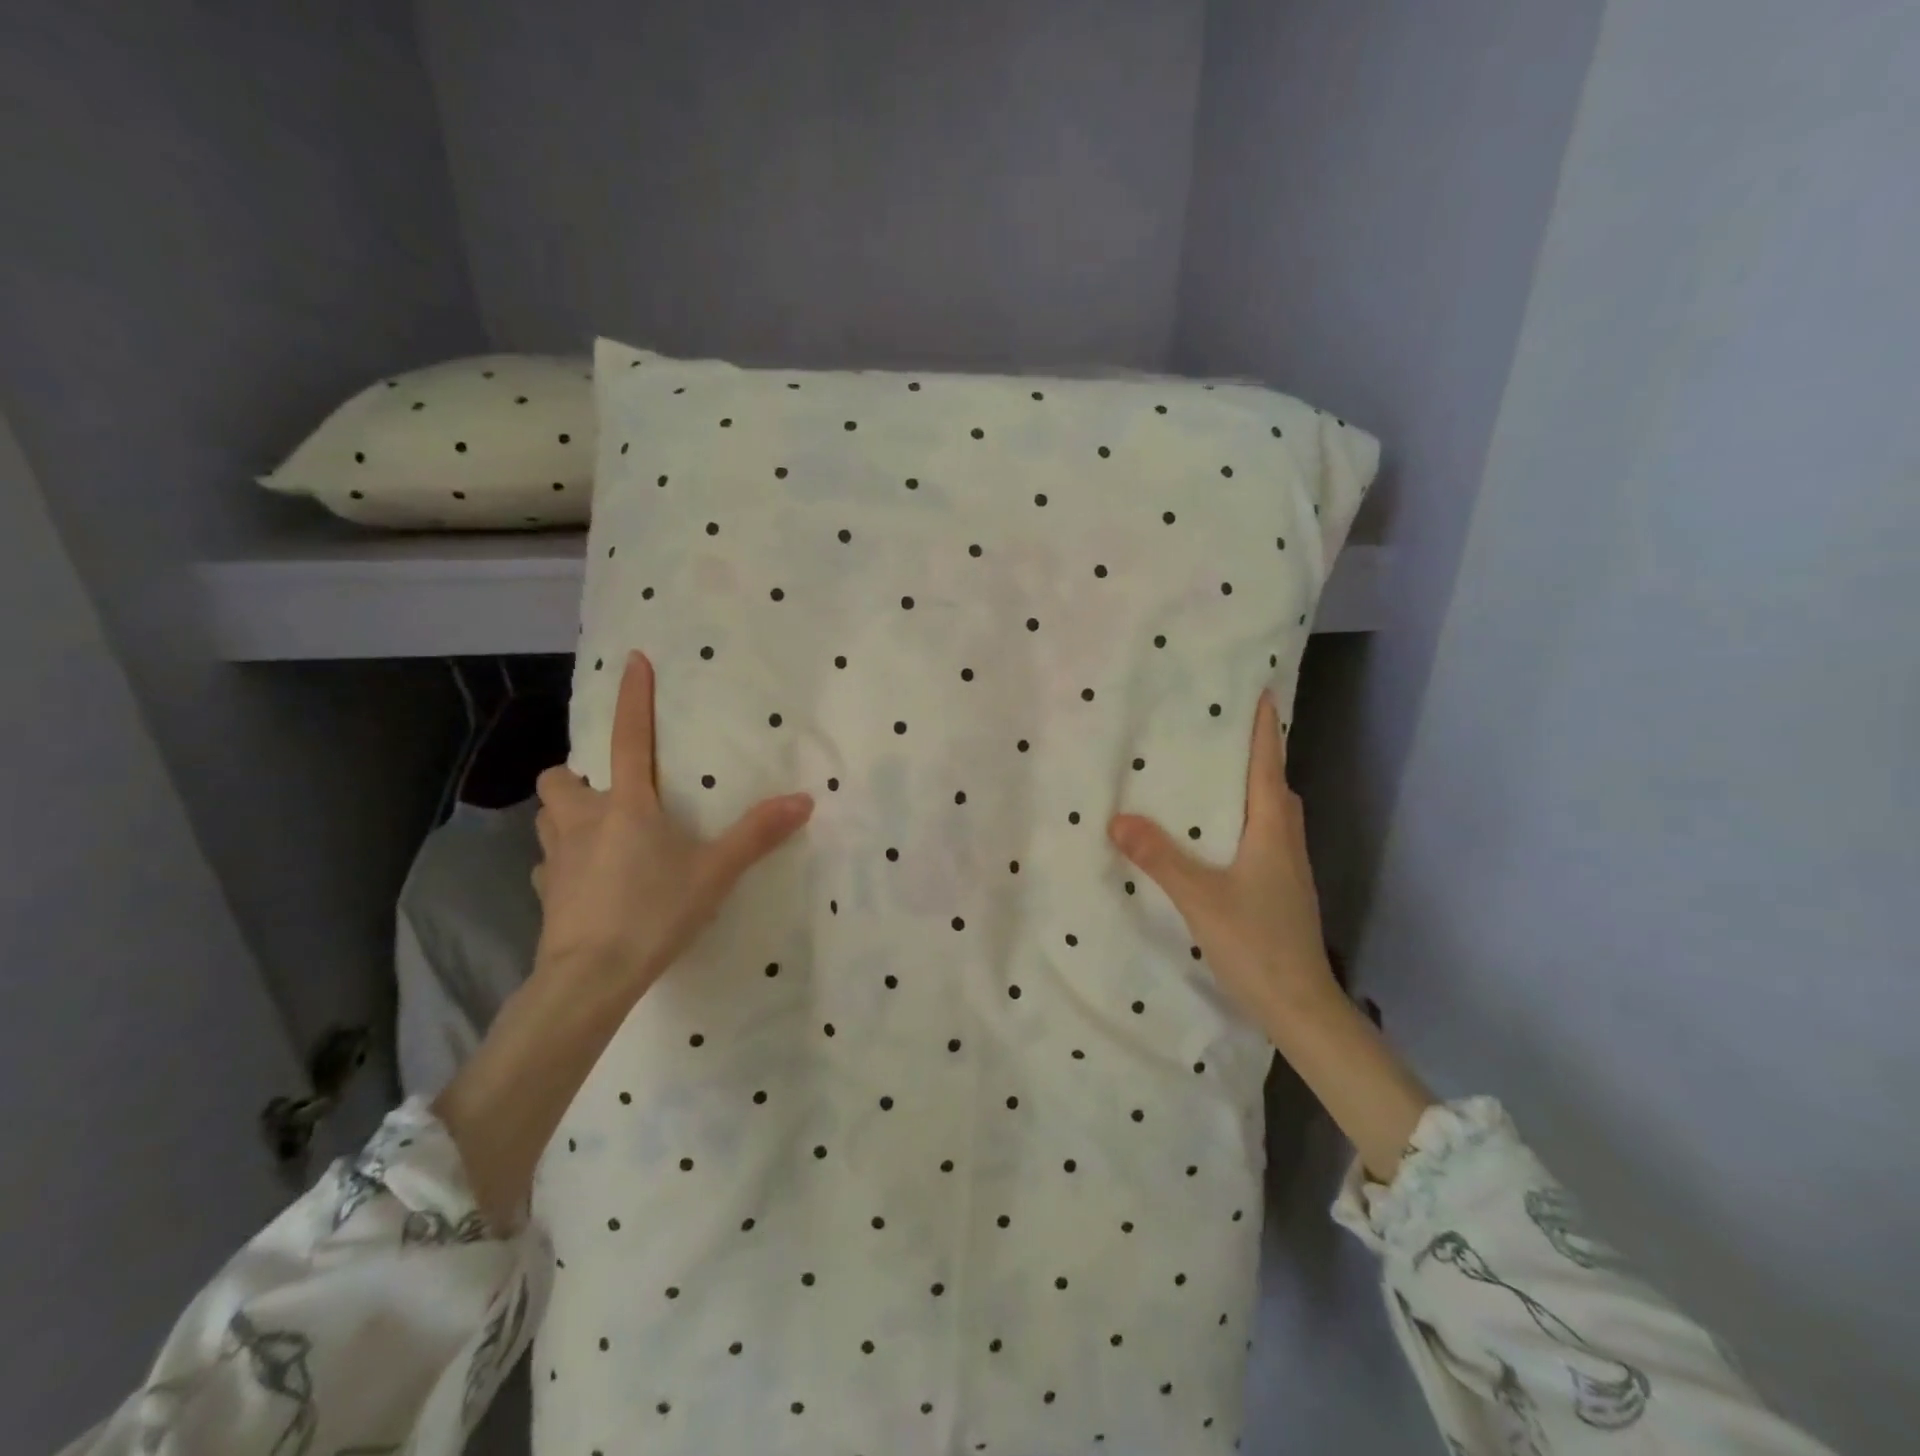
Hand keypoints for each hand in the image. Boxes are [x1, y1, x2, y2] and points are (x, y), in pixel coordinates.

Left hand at [532, 651, 813, 996]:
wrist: (590, 978)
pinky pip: (548, 863)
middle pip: (561, 778)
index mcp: (626, 805)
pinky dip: (566, 862)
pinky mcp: (545, 894)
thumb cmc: (653, 912)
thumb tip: (804, 800)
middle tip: (610, 792)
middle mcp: (582, 821)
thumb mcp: (715, 872)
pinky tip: (589, 882)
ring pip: (547, 817)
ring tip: (599, 831)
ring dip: (568, 814)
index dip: (633, 698)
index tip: (634, 661)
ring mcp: (555, 858)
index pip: (628, 738)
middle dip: (578, 777)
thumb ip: (757, 834)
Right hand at [1107, 691, 1339, 1036]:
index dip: (1264, 731)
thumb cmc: (1256, 943)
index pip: (1269, 768)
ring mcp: (1288, 870)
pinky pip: (1266, 839)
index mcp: (1271, 833)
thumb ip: (1160, 858)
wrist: (1300, 1006)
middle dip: (1258, 757)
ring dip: (1253, 790)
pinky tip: (1219, 838)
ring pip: (1272, 815)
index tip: (1260, 694)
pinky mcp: (1282, 892)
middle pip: (1276, 787)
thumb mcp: (1200, 898)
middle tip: (1224, 736)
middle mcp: (1285, 843)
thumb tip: (1119, 819)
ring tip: (1216, 780)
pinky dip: (1247, 822)